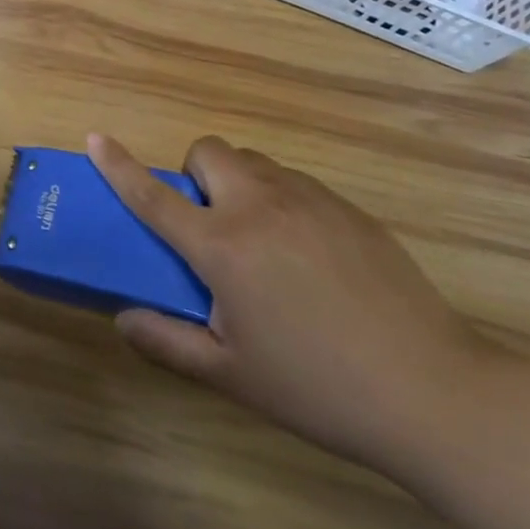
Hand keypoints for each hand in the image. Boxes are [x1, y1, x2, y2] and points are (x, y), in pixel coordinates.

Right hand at [89, 132, 492, 477]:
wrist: (433, 391)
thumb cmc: (318, 386)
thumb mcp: (232, 375)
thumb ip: (167, 342)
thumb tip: (123, 316)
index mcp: (222, 246)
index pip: (154, 194)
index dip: (119, 165)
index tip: (95, 137)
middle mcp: (258, 206)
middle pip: (208, 151)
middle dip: (196, 176)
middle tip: (212, 227)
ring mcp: (307, 199)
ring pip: (253, 164)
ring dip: (238, 187)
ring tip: (262, 244)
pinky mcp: (346, 207)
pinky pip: (294, 183)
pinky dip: (280, 201)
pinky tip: (310, 258)